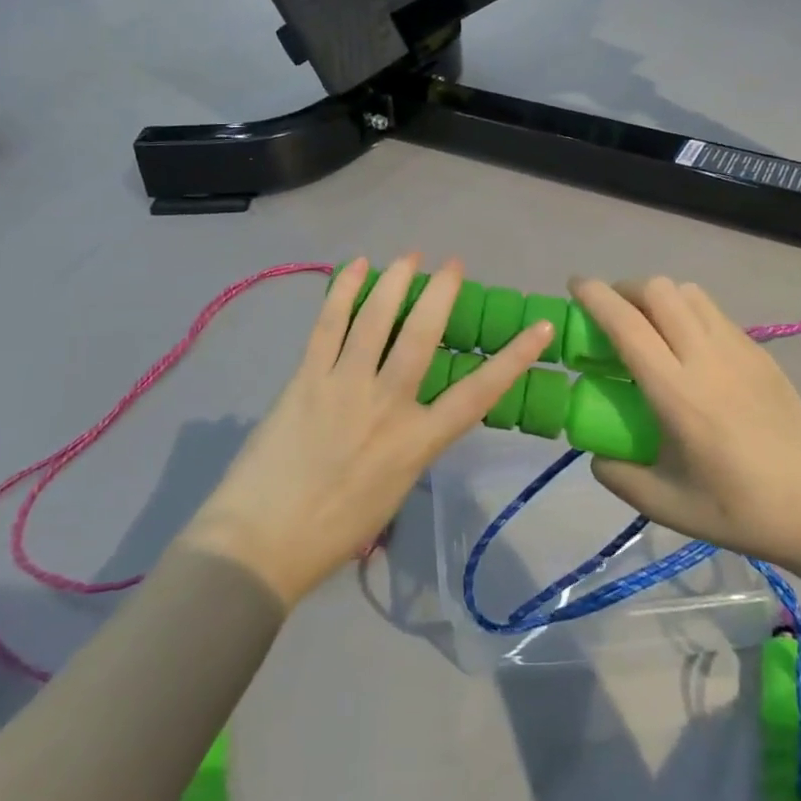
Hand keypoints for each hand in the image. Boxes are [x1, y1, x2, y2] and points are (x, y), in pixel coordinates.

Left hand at [183, 256, 553, 605]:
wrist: (261, 543)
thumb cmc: (334, 531)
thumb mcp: (394, 492)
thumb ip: (411, 445)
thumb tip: (415, 411)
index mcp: (416, 443)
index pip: (478, 394)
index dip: (513, 359)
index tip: (539, 328)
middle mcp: (386, 405)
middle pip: (422, 335)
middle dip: (441, 293)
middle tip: (452, 265)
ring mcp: (343, 386)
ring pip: (375, 319)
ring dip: (395, 281)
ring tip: (409, 257)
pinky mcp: (305, 377)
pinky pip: (328, 324)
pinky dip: (343, 290)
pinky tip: (357, 266)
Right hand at [573, 277, 800, 579]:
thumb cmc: (741, 511)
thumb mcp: (668, 507)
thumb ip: (620, 477)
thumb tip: (595, 454)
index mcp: (677, 393)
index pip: (627, 324)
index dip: (595, 296)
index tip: (574, 285)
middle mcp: (706, 358)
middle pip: (658, 290)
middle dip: (625, 290)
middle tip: (612, 315)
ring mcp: (738, 349)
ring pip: (689, 292)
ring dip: (658, 297)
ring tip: (650, 326)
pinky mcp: (760, 352)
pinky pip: (713, 312)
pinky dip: (687, 311)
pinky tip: (688, 348)